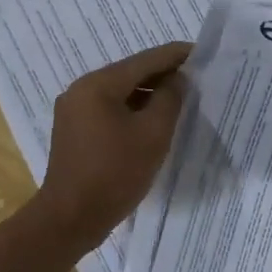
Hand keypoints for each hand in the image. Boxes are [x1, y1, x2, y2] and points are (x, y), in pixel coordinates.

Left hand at [33, 42, 192, 250]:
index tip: (200, 52)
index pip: (144, 60)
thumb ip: (169, 99)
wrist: (70, 218)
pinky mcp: (74, 132)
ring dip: (148, 94)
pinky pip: (109, 111)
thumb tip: (176, 80)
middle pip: (129, 74)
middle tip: (195, 78)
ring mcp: (73, 112)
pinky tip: (152, 120)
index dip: (174, 55)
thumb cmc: (115, 174)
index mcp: (98, 84)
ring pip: (119, 93)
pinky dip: (132, 110)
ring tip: (179, 99)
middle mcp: (81, 90)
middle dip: (162, 75)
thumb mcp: (152, 134)